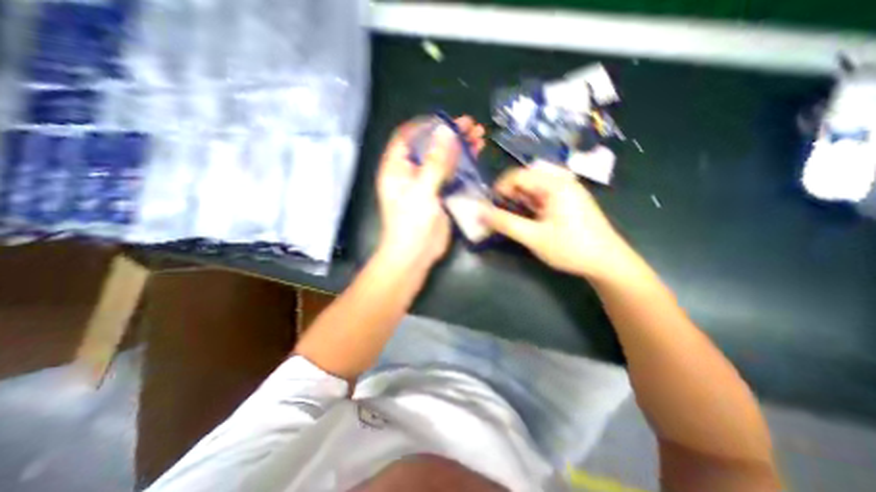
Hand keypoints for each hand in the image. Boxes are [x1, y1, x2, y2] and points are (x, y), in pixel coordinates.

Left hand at [374, 115, 484, 268]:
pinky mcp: (439, 194)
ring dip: (459, 148)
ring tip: (479, 136)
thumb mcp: (422, 190)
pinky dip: (463, 164)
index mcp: (396, 168)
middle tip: (472, 125)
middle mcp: (410, 172)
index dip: (426, 125)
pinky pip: (451, 174)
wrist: (415, 255)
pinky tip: (476, 155)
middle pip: (429, 146)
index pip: (407, 137)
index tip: (447, 119)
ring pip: (443, 159)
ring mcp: (426, 183)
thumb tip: (446, 131)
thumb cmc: (411, 223)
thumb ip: (434, 162)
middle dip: (449, 135)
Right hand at [482, 159, 633, 278]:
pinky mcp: (569, 200)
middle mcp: (562, 180)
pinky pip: (543, 195)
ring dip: (519, 199)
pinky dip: (530, 204)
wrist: (607, 262)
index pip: (517, 175)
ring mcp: (567, 190)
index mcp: (554, 184)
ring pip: (534, 187)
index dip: (499, 189)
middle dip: (509, 194)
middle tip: (501, 214)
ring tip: (513, 217)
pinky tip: (529, 218)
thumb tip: (479, 213)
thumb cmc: (570, 248)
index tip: (490, 208)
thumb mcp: (533, 237)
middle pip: (525, 178)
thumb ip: (505, 223)